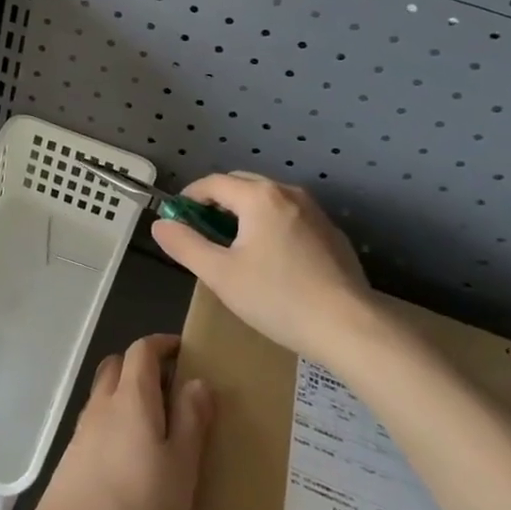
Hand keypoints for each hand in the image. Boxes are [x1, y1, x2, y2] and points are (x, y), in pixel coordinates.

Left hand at [29, 335, 212, 509]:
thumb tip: (197, 380)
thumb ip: (190, 421)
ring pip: (105, 394)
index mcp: (131, 397)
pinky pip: (97, 423)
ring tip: (157, 428)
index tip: (185, 352)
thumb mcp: (181, 469)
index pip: (142, 350)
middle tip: (173, 390)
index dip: (162, 344)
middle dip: (143, 366)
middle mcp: (102, 404)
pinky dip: (116, 423)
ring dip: (128, 395)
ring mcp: (82, 431)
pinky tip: (132, 459)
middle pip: (118, 365)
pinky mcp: (71, 459)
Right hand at [152, 172, 376, 363]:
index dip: (189, 197)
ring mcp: (315, 211)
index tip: (176, 219)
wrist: (349, 327)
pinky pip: (290, 217)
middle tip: (201, 233)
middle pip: (242, 185)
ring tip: (234, 247)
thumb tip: (160, 224)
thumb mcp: (220, 275)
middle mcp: (288, 192)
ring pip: (268, 200)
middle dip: (216, 202)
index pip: (213, 182)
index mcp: (258, 196)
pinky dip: (271, 226)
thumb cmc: (277, 298)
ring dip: (244, 213)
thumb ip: (185, 245)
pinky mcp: (332, 233)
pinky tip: (272, 261)